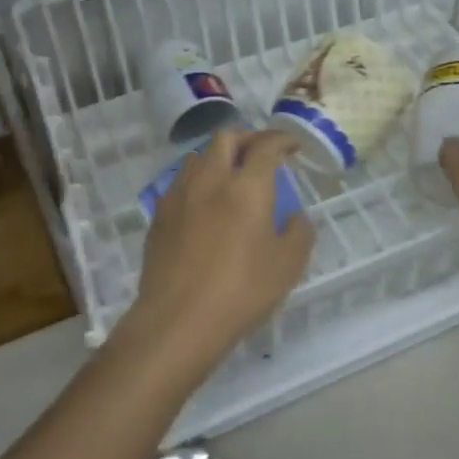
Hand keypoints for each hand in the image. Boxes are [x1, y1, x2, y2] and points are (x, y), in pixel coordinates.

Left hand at [118, 130, 315, 379]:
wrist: (177, 321)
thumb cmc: (240, 292)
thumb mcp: (287, 266)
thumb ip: (298, 233)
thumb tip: (295, 218)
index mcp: (247, 186)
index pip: (266, 145)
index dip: (282, 139)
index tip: (292, 146)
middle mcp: (211, 179)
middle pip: (227, 137)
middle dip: (248, 138)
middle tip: (262, 154)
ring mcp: (180, 194)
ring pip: (199, 156)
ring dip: (219, 156)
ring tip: (231, 176)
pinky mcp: (159, 215)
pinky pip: (181, 183)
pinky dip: (198, 181)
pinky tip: (204, 205)